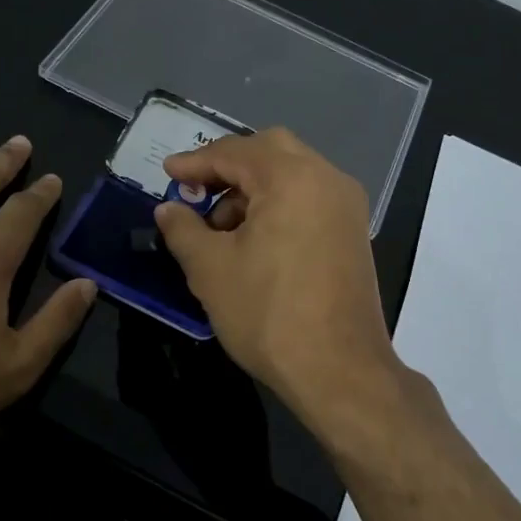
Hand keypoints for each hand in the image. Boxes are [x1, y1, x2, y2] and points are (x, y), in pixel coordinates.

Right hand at [155, 128, 402, 423]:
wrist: (339, 370)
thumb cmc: (268, 313)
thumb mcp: (210, 269)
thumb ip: (183, 229)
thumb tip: (168, 209)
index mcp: (292, 178)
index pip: (235, 152)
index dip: (195, 162)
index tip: (167, 173)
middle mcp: (327, 179)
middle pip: (270, 150)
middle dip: (228, 166)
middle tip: (195, 191)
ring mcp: (346, 206)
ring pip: (292, 174)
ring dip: (253, 187)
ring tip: (221, 228)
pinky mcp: (353, 233)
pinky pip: (310, 198)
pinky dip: (278, 204)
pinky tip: (254, 239)